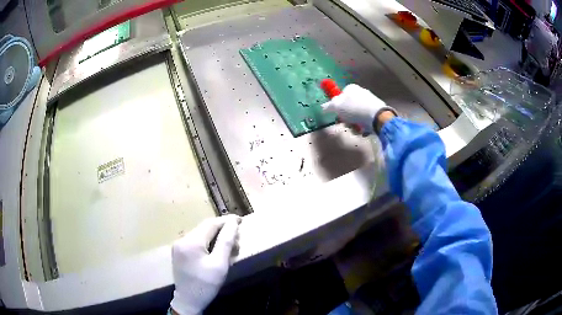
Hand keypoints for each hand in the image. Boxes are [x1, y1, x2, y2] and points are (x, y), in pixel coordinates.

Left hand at [171, 215, 240, 314]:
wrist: (188, 300)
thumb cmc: (206, 284)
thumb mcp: (220, 265)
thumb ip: (226, 242)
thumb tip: (232, 223)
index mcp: (191, 242)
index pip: (211, 224)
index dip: (226, 221)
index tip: (240, 220)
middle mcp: (182, 239)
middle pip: (205, 228)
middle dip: (223, 231)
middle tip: (238, 240)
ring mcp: (179, 245)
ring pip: (201, 234)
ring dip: (216, 238)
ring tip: (229, 248)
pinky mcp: (179, 252)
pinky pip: (196, 241)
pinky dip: (208, 243)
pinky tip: (217, 252)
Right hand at [321, 84, 396, 133]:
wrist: (376, 116)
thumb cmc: (354, 108)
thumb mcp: (337, 106)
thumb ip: (329, 106)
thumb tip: (323, 107)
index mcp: (351, 88)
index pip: (341, 96)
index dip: (337, 106)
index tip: (337, 115)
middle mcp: (360, 92)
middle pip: (348, 107)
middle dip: (346, 117)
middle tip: (346, 123)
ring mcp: (369, 101)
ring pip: (357, 114)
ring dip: (354, 124)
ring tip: (356, 128)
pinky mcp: (376, 111)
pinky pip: (366, 119)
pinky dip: (363, 125)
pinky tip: (364, 129)